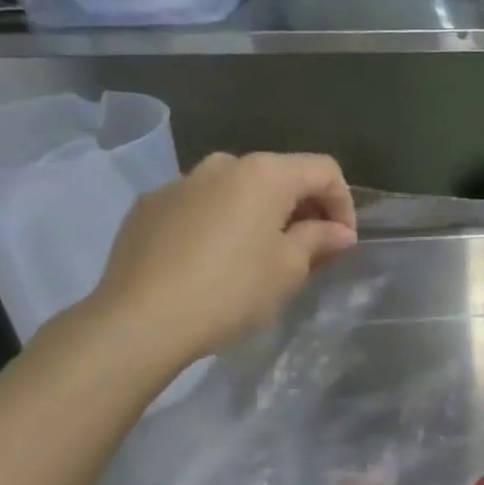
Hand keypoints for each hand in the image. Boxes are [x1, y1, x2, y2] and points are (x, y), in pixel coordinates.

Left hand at [87, 152, 357, 375]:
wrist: (140, 320)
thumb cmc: (231, 291)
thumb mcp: (288, 269)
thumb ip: (318, 240)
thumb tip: (338, 232)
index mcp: (264, 174)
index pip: (323, 170)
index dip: (343, 203)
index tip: (343, 241)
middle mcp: (223, 164)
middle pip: (279, 175)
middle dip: (301, 208)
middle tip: (309, 250)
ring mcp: (180, 182)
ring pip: (236, 189)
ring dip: (259, 214)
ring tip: (260, 256)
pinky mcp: (149, 206)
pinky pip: (200, 205)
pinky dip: (219, 222)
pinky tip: (213, 261)